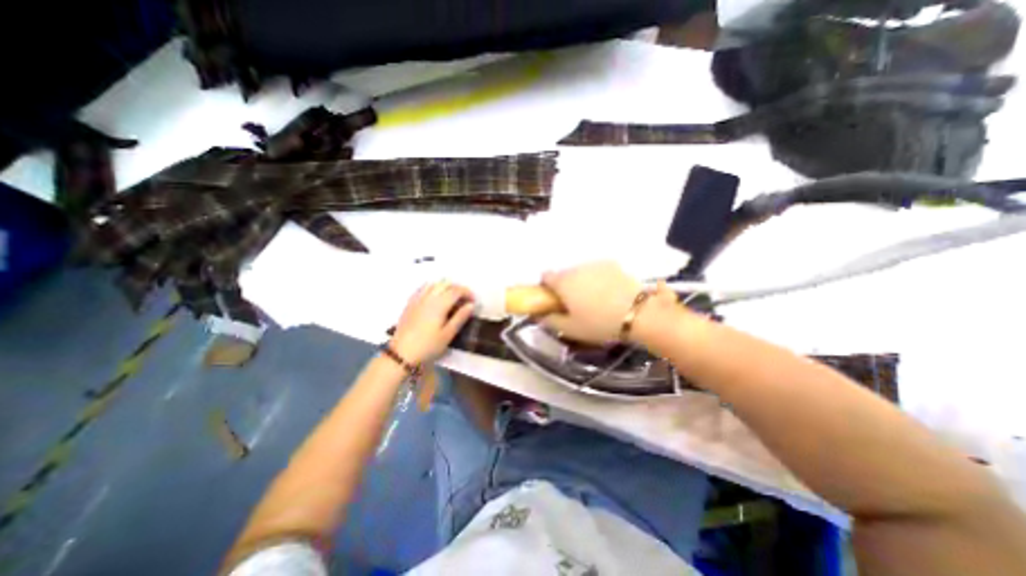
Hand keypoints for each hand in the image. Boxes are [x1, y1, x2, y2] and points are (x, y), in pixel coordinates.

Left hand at [392, 279, 473, 364]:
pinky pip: (422, 288)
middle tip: (464, 299)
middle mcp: (429, 297)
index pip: (456, 290)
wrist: (401, 354)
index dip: (467, 293)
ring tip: (451, 298)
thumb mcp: (448, 334)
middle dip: (457, 288)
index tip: (473, 301)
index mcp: (440, 304)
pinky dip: (432, 288)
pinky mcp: (410, 303)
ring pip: (434, 284)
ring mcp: (418, 299)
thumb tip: (471, 305)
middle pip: (445, 284)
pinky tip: (434, 297)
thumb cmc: (428, 346)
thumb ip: (460, 317)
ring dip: (445, 287)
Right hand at [539, 263, 643, 342]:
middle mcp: (577, 268)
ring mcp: (595, 264)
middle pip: (564, 274)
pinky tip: (609, 291)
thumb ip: (551, 320)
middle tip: (577, 303)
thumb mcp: (571, 329)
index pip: (546, 276)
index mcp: (563, 282)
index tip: (554, 299)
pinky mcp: (612, 264)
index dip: (547, 287)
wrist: (638, 313)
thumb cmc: (599, 322)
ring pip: (581, 271)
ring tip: (596, 298)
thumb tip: (540, 315)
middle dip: (567, 286)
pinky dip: (598, 278)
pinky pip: (597, 270)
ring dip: (582, 281)